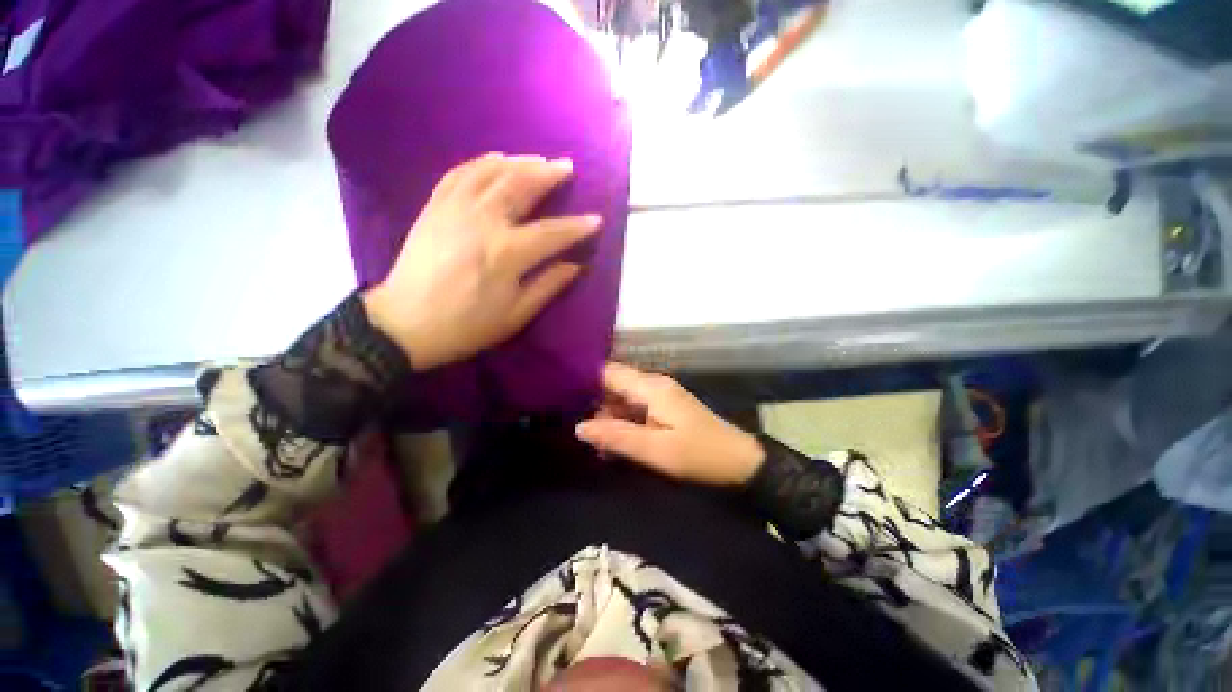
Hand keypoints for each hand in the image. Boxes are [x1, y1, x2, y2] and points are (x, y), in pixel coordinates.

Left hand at [363, 153, 601, 369]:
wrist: (405, 323)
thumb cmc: (467, 325)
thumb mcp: (515, 316)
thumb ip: (548, 286)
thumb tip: (575, 266)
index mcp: (507, 252)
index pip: (553, 232)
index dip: (578, 226)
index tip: (596, 220)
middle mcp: (483, 221)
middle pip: (521, 185)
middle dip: (549, 174)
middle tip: (567, 167)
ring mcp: (455, 208)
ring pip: (492, 171)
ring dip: (519, 161)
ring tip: (538, 159)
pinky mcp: (435, 206)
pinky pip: (460, 173)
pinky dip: (481, 163)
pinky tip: (495, 160)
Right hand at [575, 362, 764, 485]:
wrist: (739, 461)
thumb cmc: (699, 455)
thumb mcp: (655, 451)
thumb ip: (616, 437)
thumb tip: (579, 427)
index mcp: (651, 387)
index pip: (609, 372)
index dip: (585, 380)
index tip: (562, 396)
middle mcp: (653, 385)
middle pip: (613, 384)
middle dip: (593, 403)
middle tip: (576, 429)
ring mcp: (660, 396)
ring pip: (622, 397)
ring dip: (607, 416)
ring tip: (593, 442)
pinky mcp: (664, 408)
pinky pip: (635, 408)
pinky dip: (622, 421)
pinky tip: (613, 442)